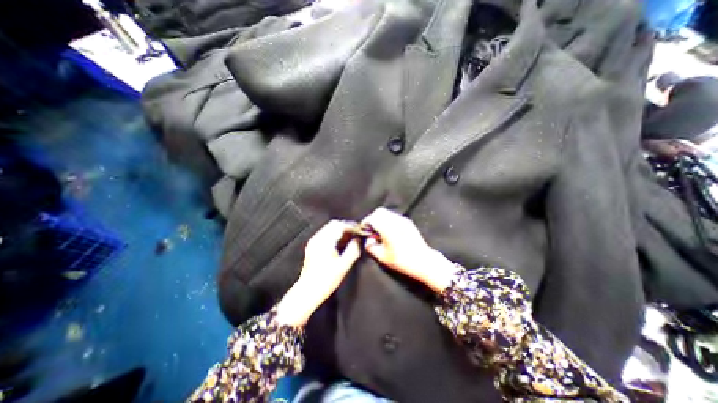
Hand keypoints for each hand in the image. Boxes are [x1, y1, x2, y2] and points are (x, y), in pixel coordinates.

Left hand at [277, 221, 360, 326]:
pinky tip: (341, 243)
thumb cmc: (325, 281)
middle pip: (334, 224)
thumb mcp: (344, 265)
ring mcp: (313, 242)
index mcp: (324, 241)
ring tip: (351, 238)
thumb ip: (353, 249)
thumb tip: (358, 240)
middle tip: (356, 233)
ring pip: (329, 228)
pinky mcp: (312, 247)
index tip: (360, 230)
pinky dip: (334, 235)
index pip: (340, 225)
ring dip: (340, 230)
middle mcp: (317, 239)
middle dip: (346, 227)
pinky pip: (325, 234)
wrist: (308, 292)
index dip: (351, 226)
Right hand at [362, 208, 455, 292]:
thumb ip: (370, 246)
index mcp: (387, 227)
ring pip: (387, 213)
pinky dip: (388, 221)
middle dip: (372, 218)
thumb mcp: (382, 257)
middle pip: (379, 212)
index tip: (363, 230)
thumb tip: (369, 239)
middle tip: (371, 230)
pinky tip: (390, 232)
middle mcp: (395, 220)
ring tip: (380, 232)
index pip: (372, 217)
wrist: (424, 261)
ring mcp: (403, 220)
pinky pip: (394, 217)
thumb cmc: (401, 260)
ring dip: (381, 219)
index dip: (365, 223)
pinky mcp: (408, 223)